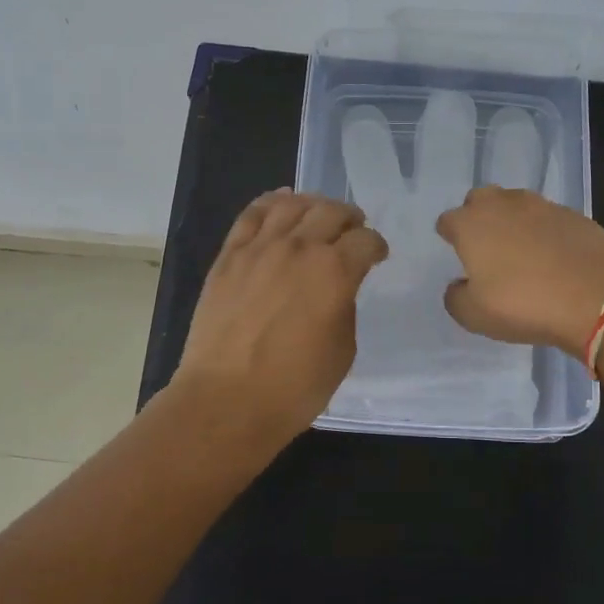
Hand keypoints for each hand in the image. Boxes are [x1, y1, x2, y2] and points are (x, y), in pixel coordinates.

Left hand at [173, 189, 388, 442]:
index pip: (365, 240)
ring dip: (313, 204)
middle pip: (331, 212)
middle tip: (352, 231)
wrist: (226, 401)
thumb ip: (344, 307)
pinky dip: (271, 201)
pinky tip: (281, 202)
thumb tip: (335, 289)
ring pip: (292, 204)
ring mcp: (259, 248)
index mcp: (335, 272)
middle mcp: (299, 248)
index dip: (376, 246)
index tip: (377, 256)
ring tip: (318, 215)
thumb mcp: (343, 350)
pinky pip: (251, 214)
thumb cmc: (294, 387)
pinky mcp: (229, 256)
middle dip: (350, 219)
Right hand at [435, 187, 603, 356]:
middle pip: (481, 199)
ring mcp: (542, 206)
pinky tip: (553, 256)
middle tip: (486, 247)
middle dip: (479, 217)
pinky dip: (544, 232)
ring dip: (512, 221)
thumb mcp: (475, 316)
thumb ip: (456, 297)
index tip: (455, 252)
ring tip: (520, 251)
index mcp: (472, 224)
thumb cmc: (525, 305)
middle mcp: (503, 205)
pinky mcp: (575, 215)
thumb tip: (459, 285)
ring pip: (516, 204)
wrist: (599, 297)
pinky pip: (548, 218)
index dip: (449, 235)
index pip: (448, 220)